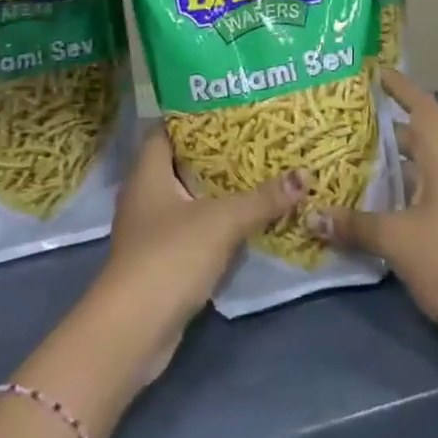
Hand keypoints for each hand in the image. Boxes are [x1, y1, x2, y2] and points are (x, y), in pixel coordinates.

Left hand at [94, 125, 306, 383]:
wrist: (133, 330)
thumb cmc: (169, 256)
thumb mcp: (222, 221)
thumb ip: (262, 198)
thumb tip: (304, 176)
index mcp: (147, 172)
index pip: (165, 130)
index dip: (193, 116)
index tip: (228, 107)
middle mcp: (143, 195)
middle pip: (180, 163)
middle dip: (214, 152)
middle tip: (253, 138)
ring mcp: (149, 230)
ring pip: (186, 197)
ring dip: (216, 189)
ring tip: (255, 172)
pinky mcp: (160, 260)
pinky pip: (190, 228)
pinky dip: (213, 221)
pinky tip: (243, 218)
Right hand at [309, 69, 437, 362]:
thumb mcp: (397, 240)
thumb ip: (354, 225)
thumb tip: (311, 214)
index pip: (422, 107)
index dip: (400, 86)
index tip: (372, 70)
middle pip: (414, 138)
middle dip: (381, 128)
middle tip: (340, 123)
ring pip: (412, 172)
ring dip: (383, 167)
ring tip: (341, 162)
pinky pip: (414, 201)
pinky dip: (390, 199)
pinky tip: (361, 210)